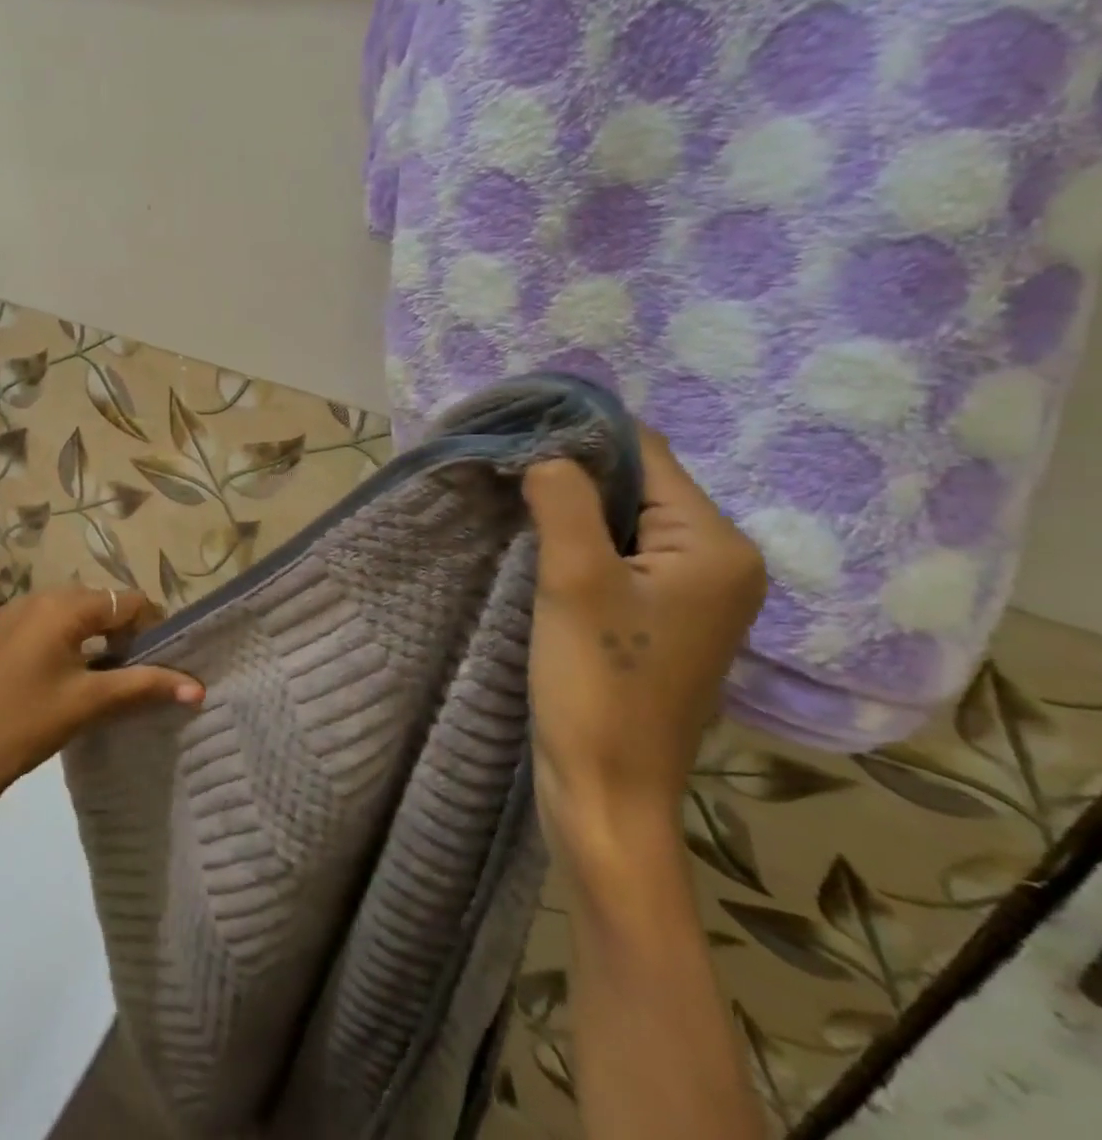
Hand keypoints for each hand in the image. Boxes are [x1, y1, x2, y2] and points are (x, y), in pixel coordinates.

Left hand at [0, 586, 202, 836]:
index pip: (128, 601)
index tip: (161, 662)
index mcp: (64, 605)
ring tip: (103, 680)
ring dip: (94, 638)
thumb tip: (198, 687)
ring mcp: (12, 614)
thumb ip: (145, 687)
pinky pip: (44, 625)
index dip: (153, 628)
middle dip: (124, 633)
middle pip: (100, 603)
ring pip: (71, 615)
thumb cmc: (26, 721)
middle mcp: (38, 597)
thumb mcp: (90, 702)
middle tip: (134, 674)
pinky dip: (65, 642)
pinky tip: (62, 680)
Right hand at [522, 428, 766, 863]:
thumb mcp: (573, 580)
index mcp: (716, 546)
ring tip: (515, 505)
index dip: (581, 438)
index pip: (646, 455)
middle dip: (573, 475)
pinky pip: (621, 556)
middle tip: (507, 473)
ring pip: (624, 521)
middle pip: (638, 485)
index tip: (517, 436)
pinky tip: (540, 548)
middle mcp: (720, 561)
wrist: (606, 791)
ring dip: (571, 510)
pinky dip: (580, 542)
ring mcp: (695, 594)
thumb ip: (563, 501)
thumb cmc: (597, 684)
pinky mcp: (664, 619)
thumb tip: (547, 452)